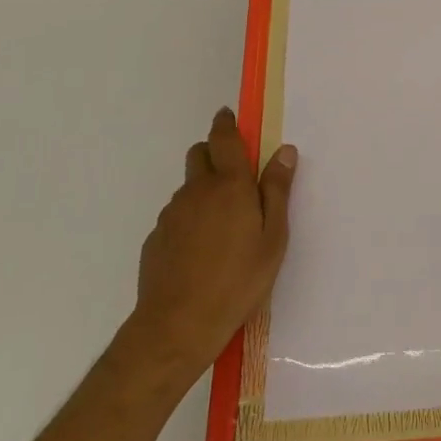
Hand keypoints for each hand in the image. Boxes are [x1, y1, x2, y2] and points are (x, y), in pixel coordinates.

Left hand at [129, 107, 296, 382]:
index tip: (228, 115)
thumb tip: (283, 151)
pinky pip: (177, 216)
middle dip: (214, 152)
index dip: (226, 124)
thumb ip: (277, 190)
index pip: (224, 140)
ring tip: (225, 224)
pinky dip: (191, 218)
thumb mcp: (273, 237)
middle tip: (236, 174)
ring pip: (189, 187)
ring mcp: (171, 215)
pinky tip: (204, 249)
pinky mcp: (157, 238)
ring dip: (205, 190)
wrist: (179, 324)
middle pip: (199, 155)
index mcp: (230, 186)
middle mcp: (196, 192)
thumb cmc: (240, 279)